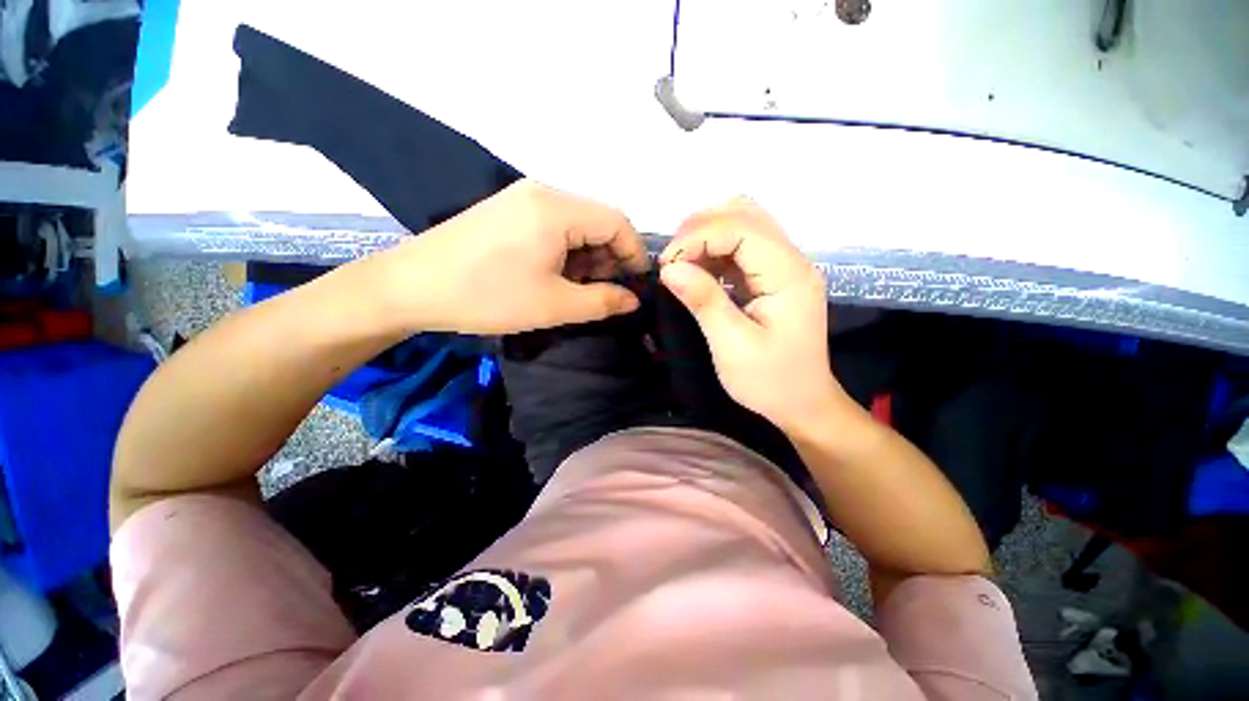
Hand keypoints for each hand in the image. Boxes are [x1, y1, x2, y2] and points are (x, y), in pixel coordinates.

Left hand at [370, 180, 649, 334]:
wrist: (410, 287)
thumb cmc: (488, 296)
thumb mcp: (554, 305)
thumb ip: (603, 301)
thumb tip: (634, 300)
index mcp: (557, 208)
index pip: (618, 221)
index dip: (634, 254)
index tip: (636, 286)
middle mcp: (543, 192)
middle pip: (597, 220)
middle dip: (609, 258)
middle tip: (604, 294)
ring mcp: (521, 199)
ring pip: (576, 225)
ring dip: (587, 257)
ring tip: (578, 290)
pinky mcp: (507, 211)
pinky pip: (552, 226)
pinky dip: (565, 252)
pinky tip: (554, 276)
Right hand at [659, 198, 844, 430]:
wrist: (803, 404)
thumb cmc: (770, 382)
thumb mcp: (732, 346)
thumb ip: (703, 301)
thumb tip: (669, 268)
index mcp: (788, 275)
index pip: (742, 228)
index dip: (698, 236)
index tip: (667, 264)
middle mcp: (791, 260)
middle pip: (745, 215)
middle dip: (701, 229)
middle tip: (672, 261)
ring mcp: (784, 267)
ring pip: (743, 225)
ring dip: (707, 236)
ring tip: (681, 263)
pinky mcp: (774, 277)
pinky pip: (742, 248)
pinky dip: (715, 251)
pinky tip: (698, 270)